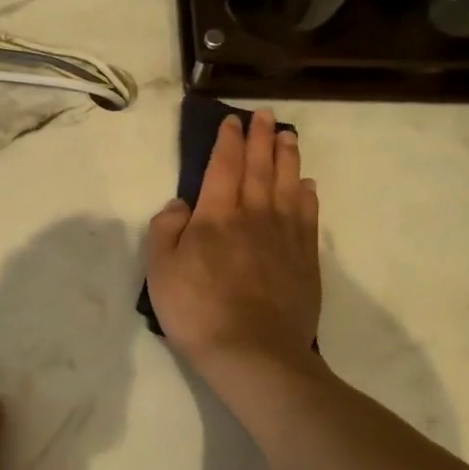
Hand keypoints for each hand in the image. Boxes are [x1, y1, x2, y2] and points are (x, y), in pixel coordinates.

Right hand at [144, 109, 321, 371]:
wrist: (254, 353)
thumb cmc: (198, 311)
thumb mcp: (160, 271)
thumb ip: (166, 230)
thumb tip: (180, 204)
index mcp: (216, 215)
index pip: (223, 166)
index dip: (228, 141)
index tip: (233, 121)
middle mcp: (254, 215)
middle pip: (260, 167)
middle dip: (261, 138)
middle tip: (266, 116)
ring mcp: (284, 236)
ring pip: (288, 184)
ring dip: (288, 157)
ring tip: (289, 136)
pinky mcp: (304, 258)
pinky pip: (308, 215)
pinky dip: (307, 195)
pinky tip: (307, 185)